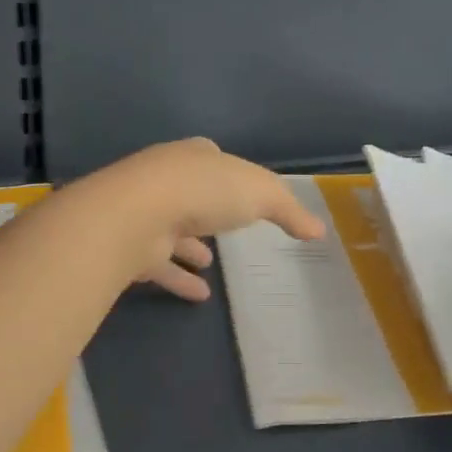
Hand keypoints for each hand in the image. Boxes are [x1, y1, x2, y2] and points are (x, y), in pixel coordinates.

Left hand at [80, 138, 326, 300]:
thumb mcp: (260, 193)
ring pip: (172, 229)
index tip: (240, 188)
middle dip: (207, 208)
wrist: (138, 214)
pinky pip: (161, 265)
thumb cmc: (205, 191)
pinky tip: (200, 295)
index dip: (226, 171)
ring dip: (190, 245)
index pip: (211, 158)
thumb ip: (288, 210)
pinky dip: (179, 278)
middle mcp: (166, 179)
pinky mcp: (133, 247)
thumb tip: (318, 229)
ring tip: (211, 263)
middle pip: (190, 192)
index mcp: (194, 156)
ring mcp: (146, 213)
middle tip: (225, 227)